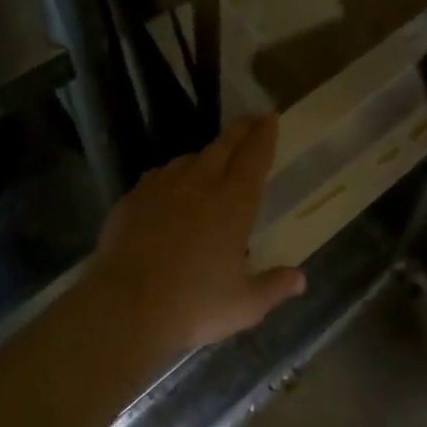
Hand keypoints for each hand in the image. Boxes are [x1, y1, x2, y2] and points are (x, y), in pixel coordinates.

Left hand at [82, 115, 306, 357]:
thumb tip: (300, 279)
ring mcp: (163, 189)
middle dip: (241, 130)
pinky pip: (159, 175)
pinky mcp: (133, 200)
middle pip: (224, 146)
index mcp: (235, 204)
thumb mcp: (245, 304)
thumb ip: (275, 287)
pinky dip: (173, 173)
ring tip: (213, 157)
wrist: (126, 308)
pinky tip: (171, 184)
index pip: (255, 158)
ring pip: (189, 158)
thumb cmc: (195, 305)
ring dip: (207, 152)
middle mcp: (201, 186)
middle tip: (251, 120)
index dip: (264, 136)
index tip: (270, 118)